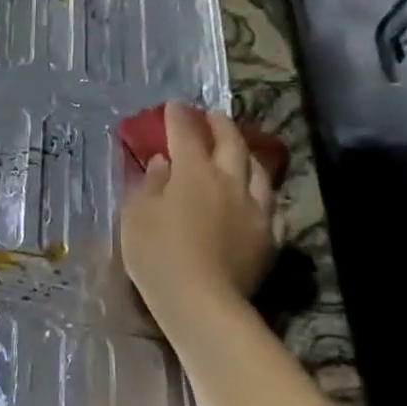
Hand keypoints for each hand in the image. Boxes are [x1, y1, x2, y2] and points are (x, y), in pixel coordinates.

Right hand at [120, 102, 276, 329]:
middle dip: (219, 125)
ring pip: (257, 170)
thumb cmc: (157, 254)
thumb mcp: (137, 215)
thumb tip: (163, 162)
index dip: (179, 117)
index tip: (174, 105)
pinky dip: (259, 191)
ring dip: (244, 153)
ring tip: (237, 149)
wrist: (201, 300)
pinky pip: (269, 204)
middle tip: (210, 116)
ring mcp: (255, 208)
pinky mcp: (269, 235)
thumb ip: (150, 184)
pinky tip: (255, 194)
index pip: (186, 134)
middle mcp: (230, 182)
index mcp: (193, 173)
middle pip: (230, 143)